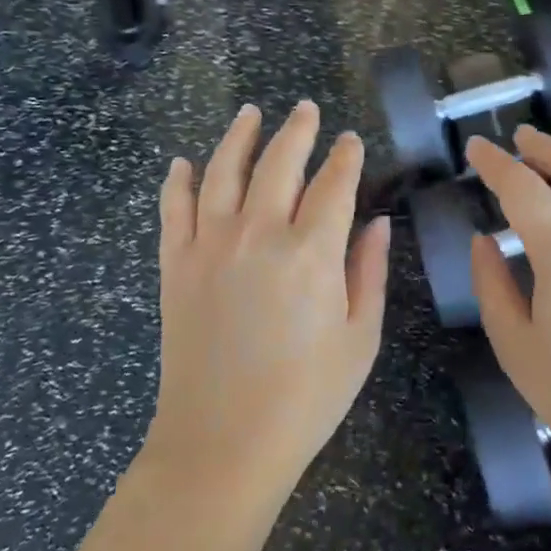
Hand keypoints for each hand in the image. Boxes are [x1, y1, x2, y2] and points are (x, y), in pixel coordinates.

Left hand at [148, 102, 391, 495]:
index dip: (345, 157)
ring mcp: (209, 245)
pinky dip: (178, 181)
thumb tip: (378, 222)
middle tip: (306, 108)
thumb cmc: (305, 397)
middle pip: (279, 162)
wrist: (222, 442)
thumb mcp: (360, 338)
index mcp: (311, 252)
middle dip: (297, 130)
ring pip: (223, 171)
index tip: (350, 140)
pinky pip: (173, 208)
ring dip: (239, 136)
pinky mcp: (175, 264)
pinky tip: (183, 163)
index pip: (333, 184)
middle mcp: (258, 233)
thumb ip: (369, 272)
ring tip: (251, 113)